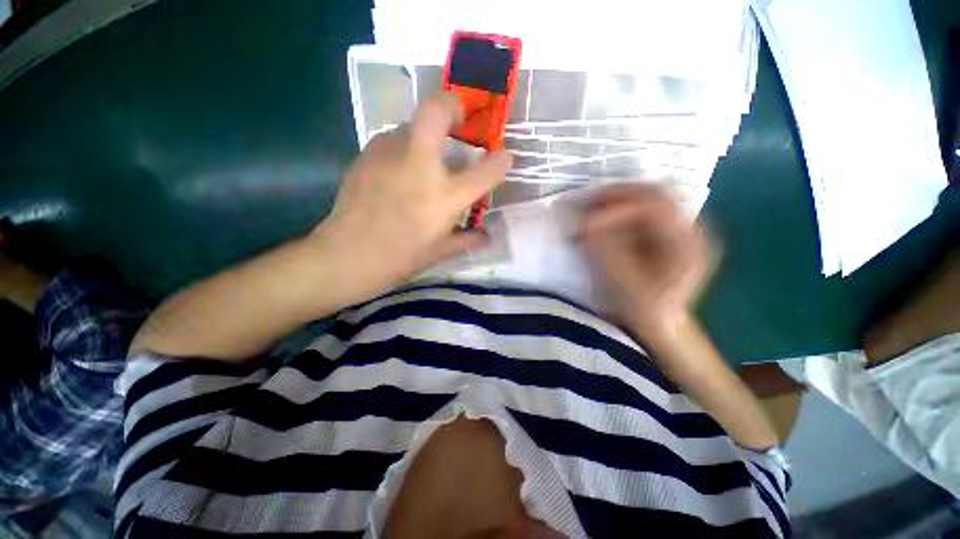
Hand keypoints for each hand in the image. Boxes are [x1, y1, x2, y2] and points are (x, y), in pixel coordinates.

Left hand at [313, 94, 511, 293]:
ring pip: (412, 124)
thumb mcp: (441, 252)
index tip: (503, 157)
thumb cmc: (400, 258)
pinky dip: (405, 149)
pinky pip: (393, 140)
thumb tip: (487, 235)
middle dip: (452, 105)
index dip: (501, 161)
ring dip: (426, 134)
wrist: (347, 255)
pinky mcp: (367, 154)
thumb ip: (468, 239)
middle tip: (458, 119)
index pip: (486, 171)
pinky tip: (399, 172)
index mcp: (445, 198)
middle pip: (436, 112)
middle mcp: (420, 167)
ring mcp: (390, 155)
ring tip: (425, 159)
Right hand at [579, 183, 710, 346]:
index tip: (588, 223)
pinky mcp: (667, 230)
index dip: (619, 211)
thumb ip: (606, 250)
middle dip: (617, 194)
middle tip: (586, 201)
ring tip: (590, 205)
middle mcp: (692, 229)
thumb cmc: (642, 309)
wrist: (659, 323)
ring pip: (649, 196)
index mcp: (689, 247)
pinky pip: (643, 207)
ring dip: (618, 198)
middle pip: (657, 193)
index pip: (657, 210)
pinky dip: (620, 207)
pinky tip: (603, 215)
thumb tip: (587, 224)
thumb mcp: (623, 283)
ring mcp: (680, 227)